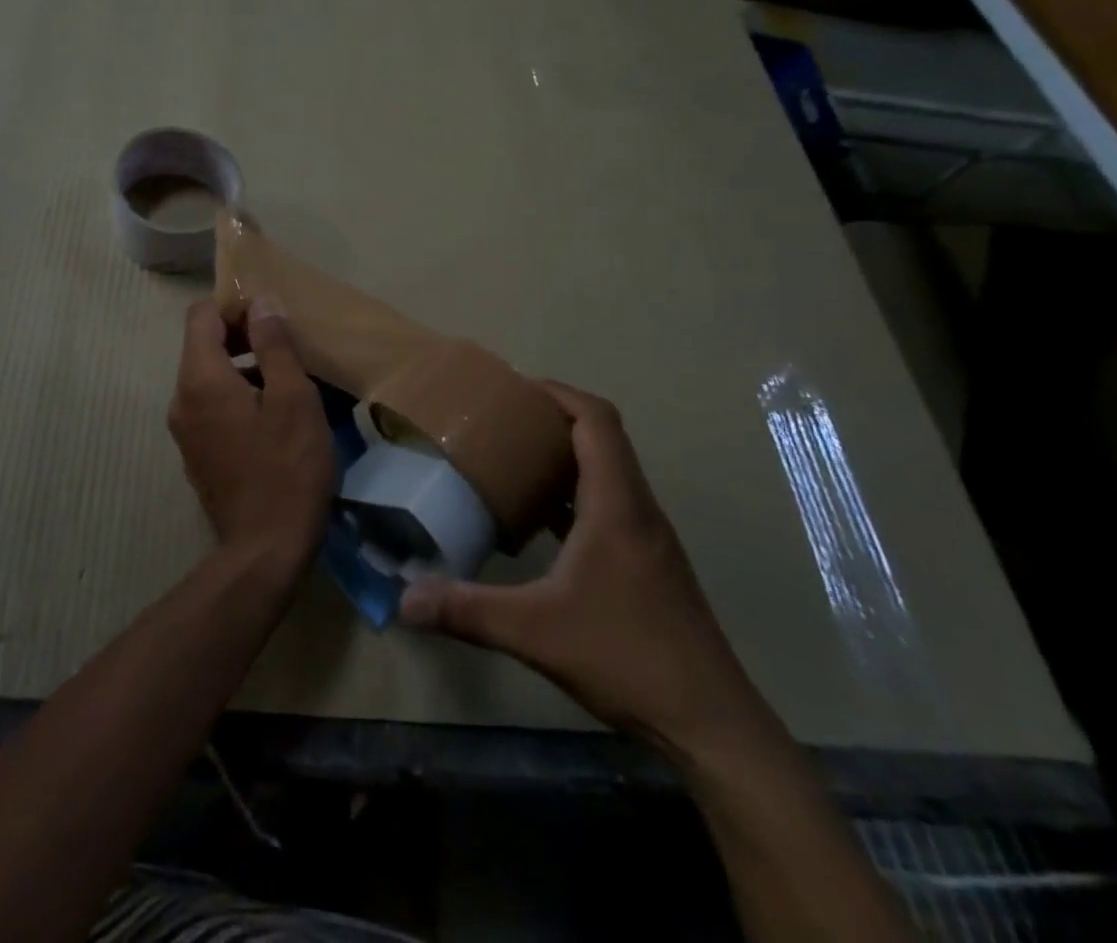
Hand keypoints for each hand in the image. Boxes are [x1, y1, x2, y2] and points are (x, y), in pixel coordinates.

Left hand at [166, 298, 334, 573]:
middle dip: (242, 336)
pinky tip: (271, 416)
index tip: (271, 317)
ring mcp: (184, 429)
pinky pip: (210, 406)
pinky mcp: (195, 453)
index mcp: (200, 378)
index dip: (234, 306)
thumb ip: (274, 345)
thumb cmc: (287, 468)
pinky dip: (235, 396)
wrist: (264, 550)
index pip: (201, 315)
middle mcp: (181, 398)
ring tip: (286, 381)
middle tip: (286, 347)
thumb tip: (260, 303)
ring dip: (242, 368)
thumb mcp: (293, 399)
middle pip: (202, 345)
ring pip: (208, 377)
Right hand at [400, 380, 769, 766]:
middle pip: (602, 438)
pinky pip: (607, 506)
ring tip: (512, 462)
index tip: (514, 389)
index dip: (557, 393)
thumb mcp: (534, 631)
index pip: (596, 420)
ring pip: (606, 473)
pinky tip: (539, 525)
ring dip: (564, 457)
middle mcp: (637, 510)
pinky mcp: (648, 565)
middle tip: (500, 422)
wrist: (711, 726)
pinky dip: (573, 496)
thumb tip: (404, 600)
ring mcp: (647, 539)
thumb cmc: (627, 658)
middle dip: (552, 419)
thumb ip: (466, 610)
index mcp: (616, 505)